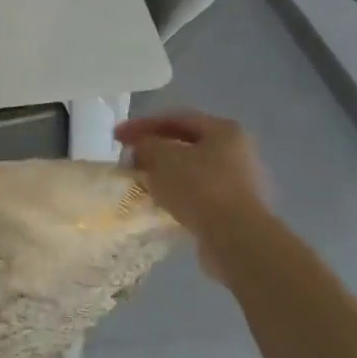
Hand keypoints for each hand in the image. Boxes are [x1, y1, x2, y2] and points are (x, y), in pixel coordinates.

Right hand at [113, 111, 276, 281]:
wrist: (235, 238)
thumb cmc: (199, 186)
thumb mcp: (161, 156)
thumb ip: (145, 145)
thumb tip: (142, 149)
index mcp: (224, 130)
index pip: (175, 118)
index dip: (141, 125)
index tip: (116, 137)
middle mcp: (238, 152)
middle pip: (185, 145)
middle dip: (153, 150)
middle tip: (128, 159)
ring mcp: (240, 183)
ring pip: (191, 171)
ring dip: (163, 174)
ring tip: (139, 182)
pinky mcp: (236, 210)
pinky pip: (198, 194)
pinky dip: (176, 194)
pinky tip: (158, 202)